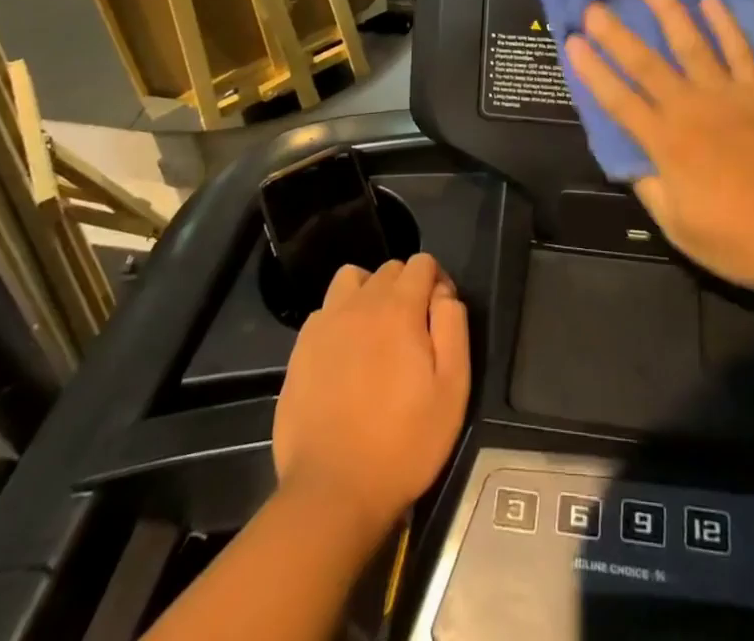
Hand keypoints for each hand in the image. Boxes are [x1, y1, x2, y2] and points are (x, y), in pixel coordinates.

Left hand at [273, 253, 470, 535]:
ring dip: (369, 293)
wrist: (332, 491)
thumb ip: (453, 327)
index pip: (422, 262)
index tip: (440, 318)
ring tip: (377, 332)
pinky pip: (325, 310)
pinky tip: (345, 354)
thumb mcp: (452, 389)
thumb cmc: (403, 443)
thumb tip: (443, 294)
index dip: (437, 281)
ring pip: (352, 280)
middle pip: (389, 269)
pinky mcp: (300, 348)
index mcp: (399, 308)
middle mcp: (360, 303)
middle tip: (413, 332)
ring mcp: (325, 323)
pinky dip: (340, 318)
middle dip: (407, 287)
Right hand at [565, 0, 753, 300]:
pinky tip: (711, 0)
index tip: (572, 42)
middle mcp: (691, 110)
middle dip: (617, 33)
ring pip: (691, 44)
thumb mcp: (680, 227)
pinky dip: (725, 24)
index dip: (593, 71)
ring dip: (669, 10)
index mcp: (666, 145)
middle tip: (595, 5)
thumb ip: (651, 188)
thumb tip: (631, 161)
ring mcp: (729, 96)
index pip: (618, 101)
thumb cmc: (742, 241)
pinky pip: (740, 51)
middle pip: (646, 64)